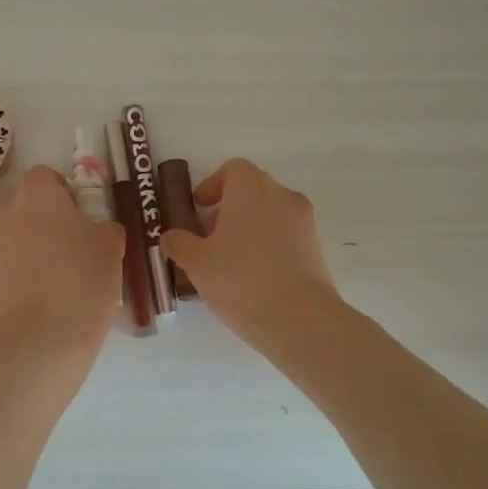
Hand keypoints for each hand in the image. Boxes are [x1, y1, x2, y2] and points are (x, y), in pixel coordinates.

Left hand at [0, 165, 124, 363]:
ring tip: (62, 278)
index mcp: (36, 194)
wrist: (40, 342)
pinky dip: (25, 273)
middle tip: (77, 247)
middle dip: (49, 219)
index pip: (47, 176)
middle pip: (28, 205)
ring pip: (17, 236)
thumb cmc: (82, 282)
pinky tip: (47, 299)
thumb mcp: (111, 246)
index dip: (67, 193)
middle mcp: (4, 212)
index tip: (84, 217)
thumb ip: (103, 226)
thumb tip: (94, 229)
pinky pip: (10, 264)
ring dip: (36, 247)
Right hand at [159, 158, 340, 347]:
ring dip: (249, 230)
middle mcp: (282, 196)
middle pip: (252, 191)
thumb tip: (171, 236)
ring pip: (270, 215)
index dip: (212, 185)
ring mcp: (305, 222)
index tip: (199, 209)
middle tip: (208, 240)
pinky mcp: (317, 248)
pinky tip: (253, 279)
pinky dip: (268, 247)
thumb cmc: (240, 279)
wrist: (299, 319)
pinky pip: (286, 237)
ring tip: (229, 264)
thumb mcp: (197, 263)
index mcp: (252, 188)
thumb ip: (180, 244)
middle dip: (228, 210)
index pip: (233, 169)